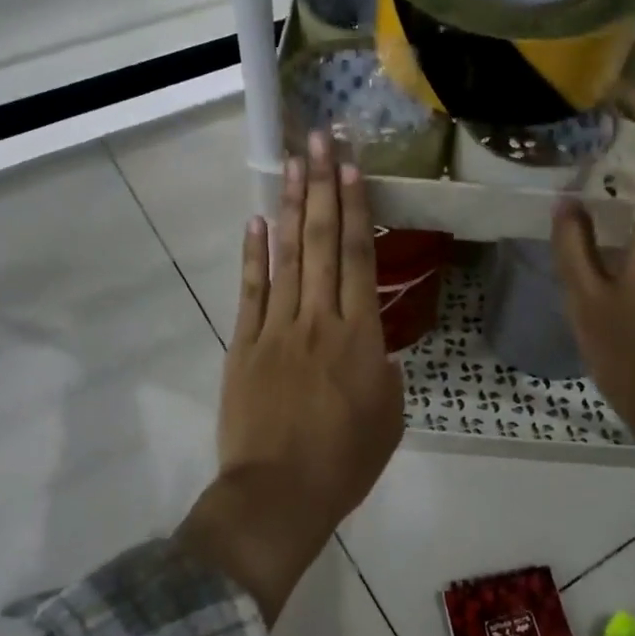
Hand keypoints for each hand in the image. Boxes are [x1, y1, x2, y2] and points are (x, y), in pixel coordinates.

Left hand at [177, 132, 404, 621]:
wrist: (279, 494)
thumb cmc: (345, 463)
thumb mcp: (389, 419)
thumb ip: (385, 373)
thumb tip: (374, 351)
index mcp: (361, 337)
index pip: (360, 259)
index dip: (358, 209)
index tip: (353, 168)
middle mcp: (319, 320)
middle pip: (324, 242)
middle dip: (324, 187)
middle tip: (322, 141)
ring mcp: (277, 329)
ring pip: (289, 257)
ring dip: (293, 206)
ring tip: (295, 164)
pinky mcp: (245, 345)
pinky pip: (252, 291)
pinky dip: (256, 255)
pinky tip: (259, 221)